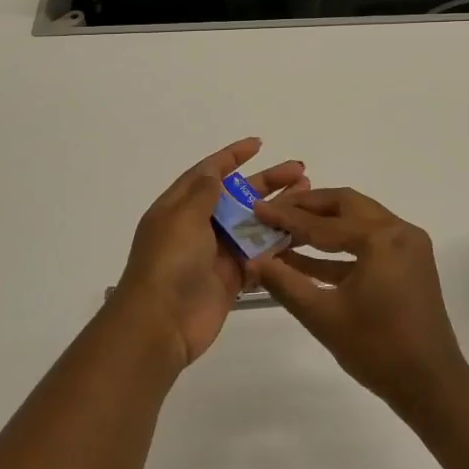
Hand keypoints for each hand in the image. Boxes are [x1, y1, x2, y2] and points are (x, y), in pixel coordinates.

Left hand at [114, 137, 307, 368]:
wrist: (161, 324)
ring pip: (252, 224)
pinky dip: (277, 244)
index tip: (259, 144)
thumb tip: (214, 171)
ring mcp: (216, 253)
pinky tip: (301, 232)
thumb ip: (203, 192)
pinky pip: (258, 255)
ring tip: (307, 195)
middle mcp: (198, 226)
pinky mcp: (231, 278)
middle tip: (300, 171)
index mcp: (180, 207)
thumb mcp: (182, 217)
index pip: (208, 173)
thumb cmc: (169, 262)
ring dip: (278, 210)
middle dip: (267, 182)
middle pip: (237, 196)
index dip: (232, 156)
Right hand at [251, 187, 468, 417]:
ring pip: (358, 221)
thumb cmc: (377, 349)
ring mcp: (408, 245)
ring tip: (285, 233)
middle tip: (274, 212)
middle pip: (345, 206)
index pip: (323, 222)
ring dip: (323, 226)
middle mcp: (399, 230)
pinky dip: (340, 248)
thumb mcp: (323, 315)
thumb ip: (285, 283)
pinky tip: (307, 259)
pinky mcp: (409, 262)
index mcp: (381, 237)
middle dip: (308, 208)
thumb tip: (252, 260)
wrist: (431, 386)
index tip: (257, 208)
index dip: (286, 216)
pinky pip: (369, 243)